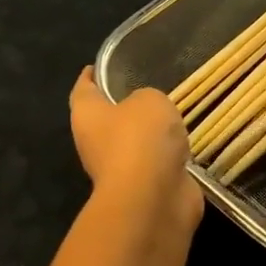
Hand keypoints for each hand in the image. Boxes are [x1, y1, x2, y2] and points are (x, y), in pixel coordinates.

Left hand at [70, 67, 202, 227]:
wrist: (153, 199)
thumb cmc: (140, 139)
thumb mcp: (149, 100)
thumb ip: (148, 99)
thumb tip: (149, 114)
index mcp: (87, 116)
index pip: (83, 89)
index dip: (89, 76)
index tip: (97, 66)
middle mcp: (95, 143)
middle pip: (106, 119)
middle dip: (122, 106)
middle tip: (146, 87)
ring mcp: (119, 170)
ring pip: (134, 144)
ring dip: (148, 134)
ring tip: (171, 115)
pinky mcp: (144, 189)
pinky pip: (155, 164)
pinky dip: (166, 156)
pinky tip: (183, 145)